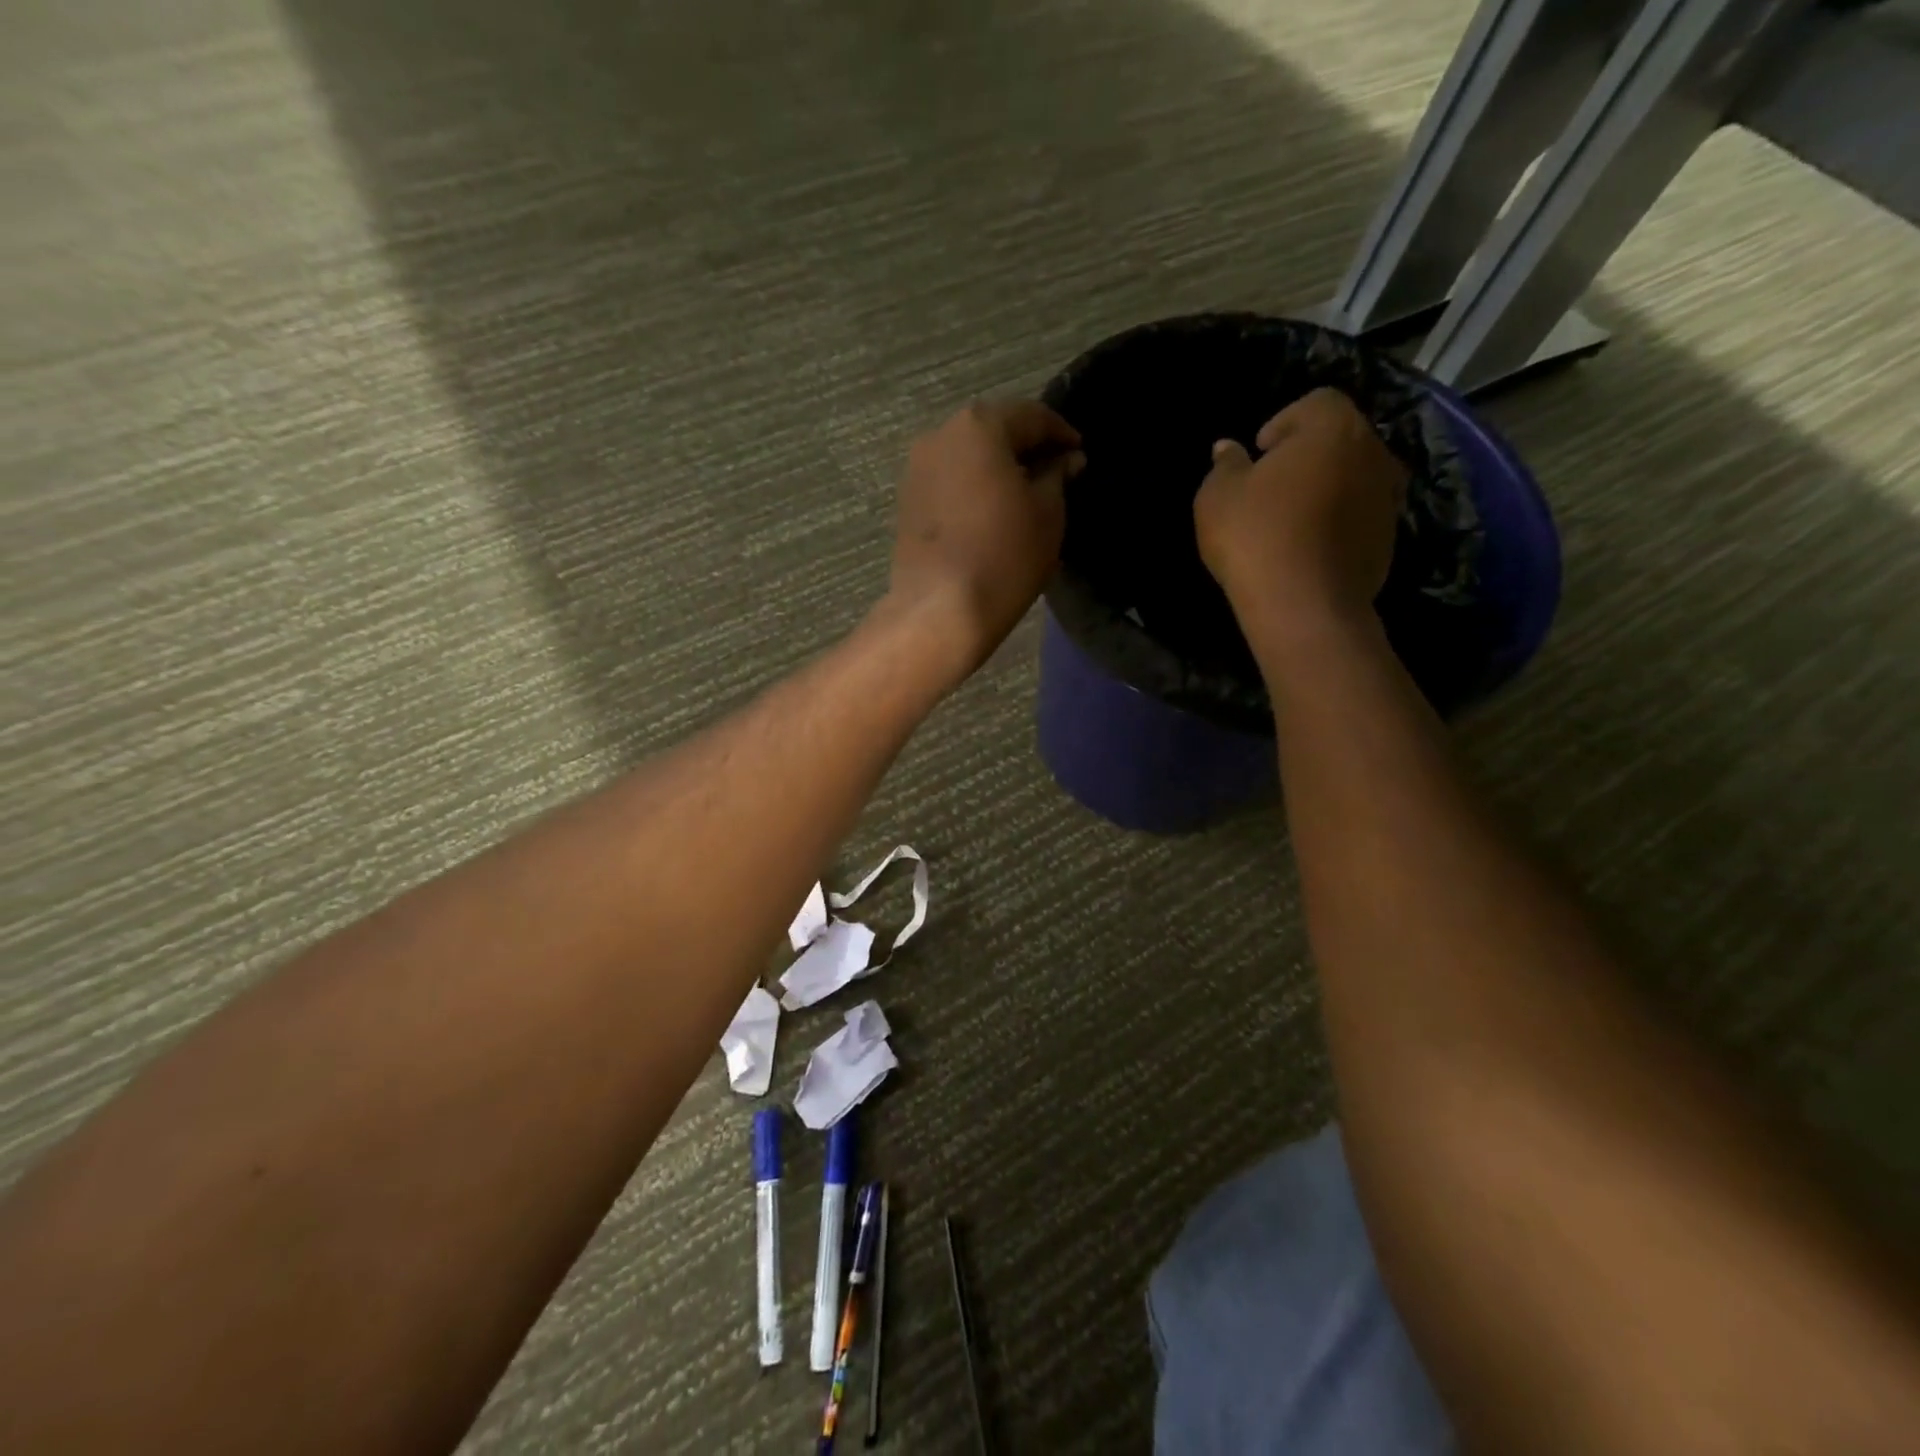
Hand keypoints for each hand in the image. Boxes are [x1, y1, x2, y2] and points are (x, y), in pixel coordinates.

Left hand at [883, 399, 1084, 678]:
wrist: (941, 610)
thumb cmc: (1004, 556)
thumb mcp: (1047, 513)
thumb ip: (1057, 476)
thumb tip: (1066, 460)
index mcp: (979, 426)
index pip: (1030, 416)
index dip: (1060, 432)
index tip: (1079, 452)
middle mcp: (940, 436)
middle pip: (993, 431)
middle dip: (1025, 447)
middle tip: (1055, 472)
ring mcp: (916, 470)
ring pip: (968, 457)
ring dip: (997, 468)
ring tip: (1025, 495)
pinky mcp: (906, 502)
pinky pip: (950, 482)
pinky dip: (973, 488)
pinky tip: (992, 513)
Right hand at [1194, 387, 1407, 632]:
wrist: (1304, 606)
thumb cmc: (1256, 537)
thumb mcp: (1217, 497)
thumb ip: (1225, 465)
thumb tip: (1228, 448)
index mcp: (1333, 427)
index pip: (1315, 402)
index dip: (1283, 423)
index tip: (1259, 455)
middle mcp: (1372, 451)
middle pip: (1340, 439)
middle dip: (1308, 455)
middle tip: (1272, 488)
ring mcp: (1388, 497)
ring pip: (1354, 478)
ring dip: (1327, 489)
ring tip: (1292, 521)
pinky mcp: (1390, 538)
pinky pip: (1360, 516)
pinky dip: (1338, 522)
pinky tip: (1308, 548)